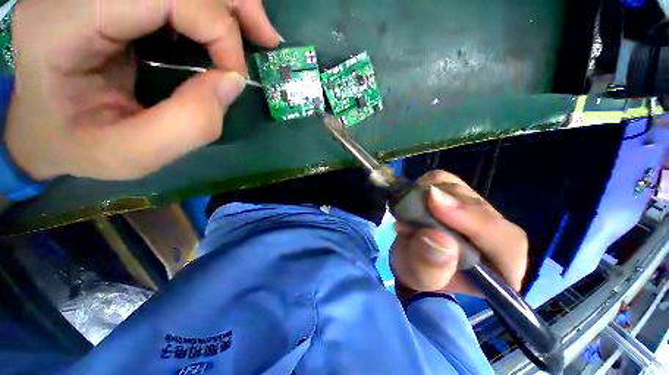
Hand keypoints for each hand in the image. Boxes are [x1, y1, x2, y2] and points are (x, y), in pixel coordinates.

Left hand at [5, 0, 280, 180]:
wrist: (44, 128)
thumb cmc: (77, 147)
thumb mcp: (131, 156)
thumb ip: (190, 124)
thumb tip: (233, 82)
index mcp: (65, 25)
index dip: (216, 30)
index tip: (235, 76)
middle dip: (233, 5)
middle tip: (266, 38)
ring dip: (228, 3)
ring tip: (257, 33)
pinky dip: (212, 7)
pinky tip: (226, 30)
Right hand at [390, 170, 527, 297]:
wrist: (413, 259)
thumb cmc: (420, 274)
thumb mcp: (420, 278)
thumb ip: (430, 266)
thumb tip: (438, 237)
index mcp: (500, 265)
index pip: (505, 240)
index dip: (472, 219)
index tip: (434, 203)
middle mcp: (495, 232)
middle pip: (477, 206)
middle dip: (440, 206)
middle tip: (408, 212)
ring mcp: (475, 209)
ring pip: (458, 188)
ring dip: (427, 195)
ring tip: (407, 213)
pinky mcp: (456, 194)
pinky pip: (441, 180)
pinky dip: (422, 186)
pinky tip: (412, 201)